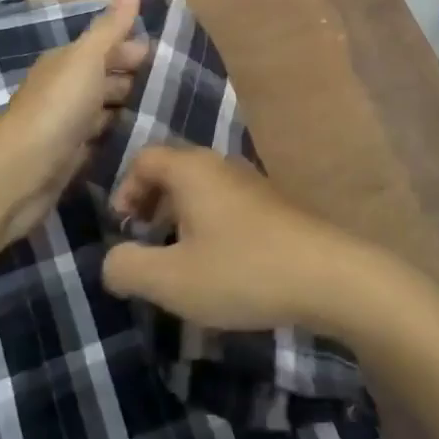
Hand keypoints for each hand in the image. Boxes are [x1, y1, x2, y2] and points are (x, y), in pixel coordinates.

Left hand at [0, 0, 149, 245]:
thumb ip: (110, 29)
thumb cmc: (57, 109)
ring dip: (129, 110)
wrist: (18, 174)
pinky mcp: (69, 158)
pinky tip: (140, 142)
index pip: (106, 47)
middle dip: (136, 80)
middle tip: (176, 89)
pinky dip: (117, 138)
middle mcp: (65, 89)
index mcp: (67, 62)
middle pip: (106, 78)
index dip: (134, 49)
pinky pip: (100, 141)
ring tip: (166, 115)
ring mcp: (66, 126)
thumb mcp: (87, 60)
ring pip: (105, 111)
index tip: (169, 58)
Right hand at [100, 145, 370, 333]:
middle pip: (171, 170)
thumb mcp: (172, 280)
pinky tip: (218, 266)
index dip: (125, 191)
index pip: (144, 158)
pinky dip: (207, 224)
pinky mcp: (271, 204)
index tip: (124, 230)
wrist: (326, 275)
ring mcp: (250, 182)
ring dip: (179, 218)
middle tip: (146, 245)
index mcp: (191, 169)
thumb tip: (111, 259)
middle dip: (150, 205)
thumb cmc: (241, 270)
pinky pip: (224, 203)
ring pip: (200, 189)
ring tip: (179, 261)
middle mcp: (219, 164)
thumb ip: (128, 268)